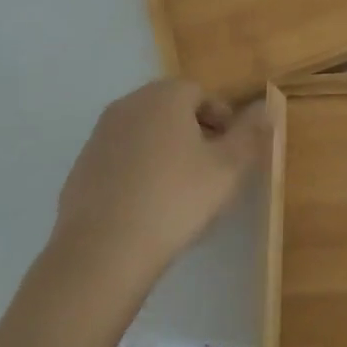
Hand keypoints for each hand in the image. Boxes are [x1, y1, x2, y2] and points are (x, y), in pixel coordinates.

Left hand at [51, 80, 268, 295]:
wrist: (101, 253)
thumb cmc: (175, 200)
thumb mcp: (228, 168)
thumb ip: (250, 133)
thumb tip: (265, 107)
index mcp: (165, 96)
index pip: (203, 94)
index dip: (223, 120)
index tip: (231, 152)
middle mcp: (129, 104)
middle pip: (172, 110)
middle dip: (194, 133)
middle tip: (210, 170)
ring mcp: (100, 136)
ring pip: (145, 134)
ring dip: (165, 152)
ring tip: (180, 192)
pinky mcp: (81, 168)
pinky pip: (121, 159)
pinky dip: (137, 172)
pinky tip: (146, 207)